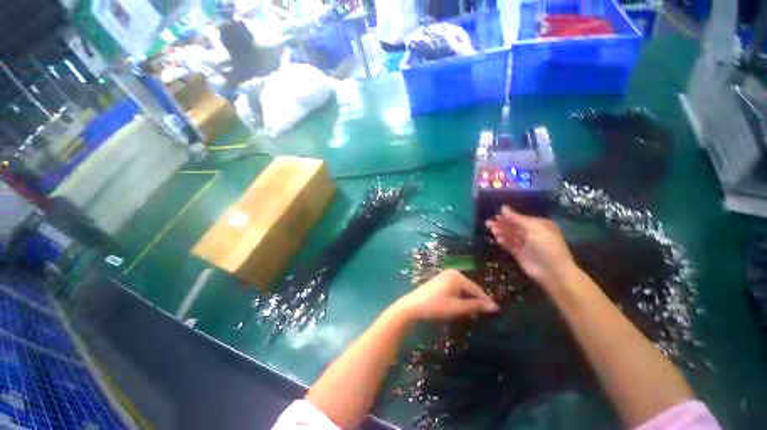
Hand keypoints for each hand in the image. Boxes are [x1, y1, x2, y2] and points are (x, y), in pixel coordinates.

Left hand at [394, 269, 498, 320]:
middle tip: (487, 312)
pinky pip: (456, 288)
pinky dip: (461, 296)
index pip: (476, 289)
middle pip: (469, 287)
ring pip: (463, 288)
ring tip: (477, 310)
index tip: (496, 311)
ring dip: (469, 299)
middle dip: (477, 299)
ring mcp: (445, 276)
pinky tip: (463, 304)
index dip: (486, 301)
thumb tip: (493, 307)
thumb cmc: (436, 306)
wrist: (413, 306)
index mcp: (457, 276)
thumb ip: (475, 306)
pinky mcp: (440, 281)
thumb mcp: (457, 308)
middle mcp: (452, 273)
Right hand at [486, 206, 574, 288]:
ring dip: (501, 231)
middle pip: (513, 226)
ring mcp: (525, 244)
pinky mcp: (519, 254)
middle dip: (502, 223)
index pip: (520, 218)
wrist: (552, 271)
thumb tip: (502, 207)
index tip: (496, 214)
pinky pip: (509, 245)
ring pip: (510, 235)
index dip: (508, 216)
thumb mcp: (532, 228)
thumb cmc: (546, 245)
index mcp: (539, 224)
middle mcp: (532, 233)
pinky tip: (497, 238)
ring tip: (491, 229)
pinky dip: (503, 241)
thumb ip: (516, 218)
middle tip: (488, 222)